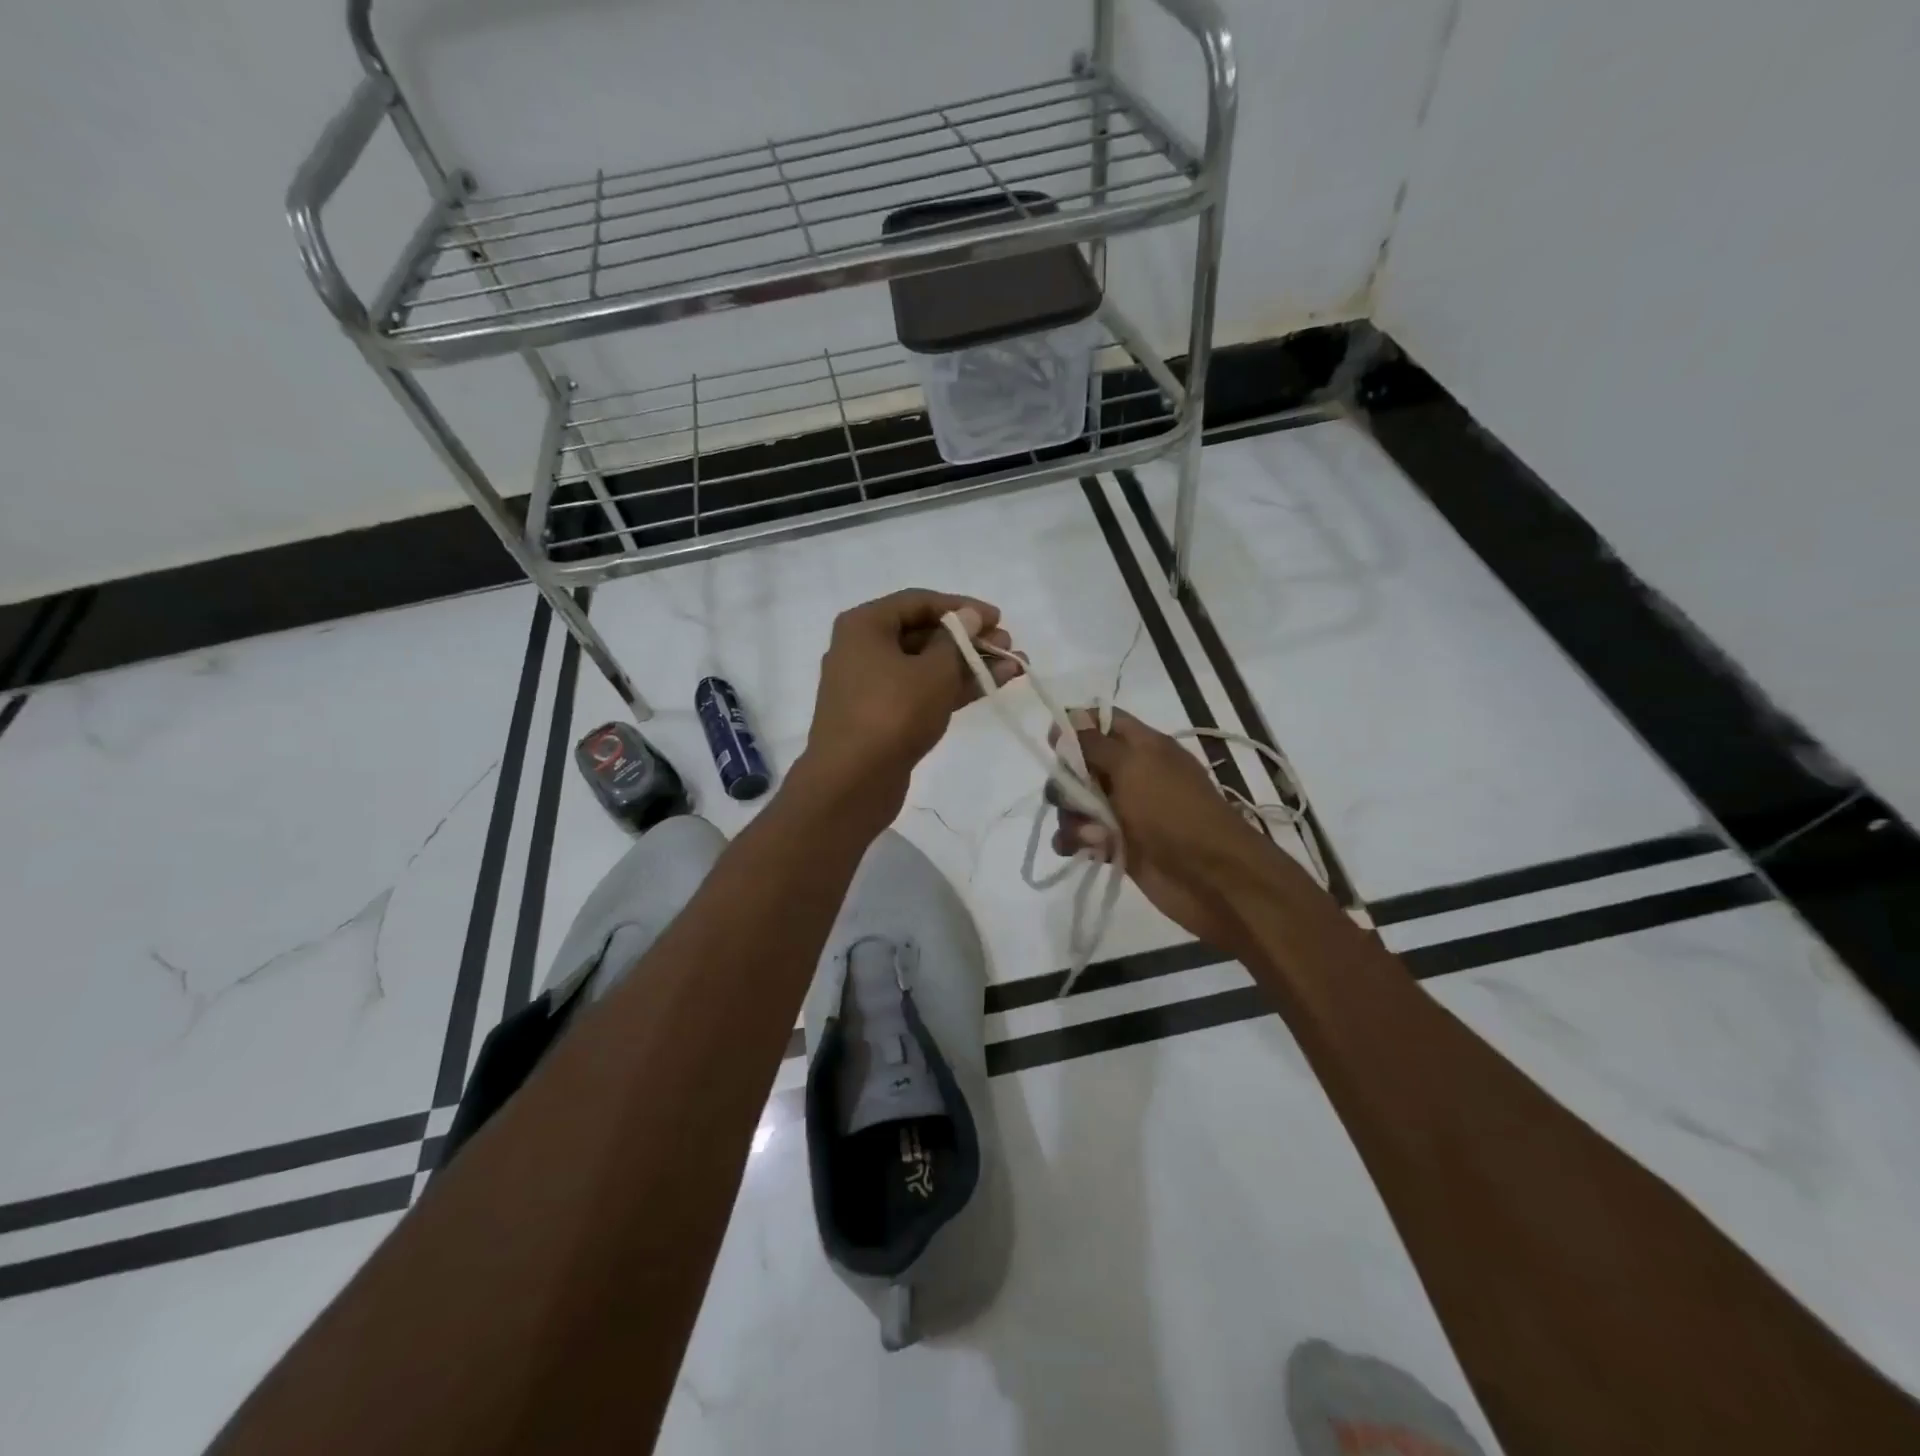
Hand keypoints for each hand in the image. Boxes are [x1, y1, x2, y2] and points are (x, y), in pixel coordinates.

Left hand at [798, 589, 1021, 824]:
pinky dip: (955, 687)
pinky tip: (994, 685)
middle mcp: (863, 649)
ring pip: (927, 666)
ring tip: (1014, 666)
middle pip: (924, 634)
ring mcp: (872, 685)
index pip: (919, 602)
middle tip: (1007, 646)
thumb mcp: (933, 671)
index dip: (962, 607)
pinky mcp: (883, 716)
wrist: (852, 783)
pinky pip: (922, 691)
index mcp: (865, 626)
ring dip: (969, 664)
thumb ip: (957, 640)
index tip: (998, 619)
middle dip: (969, 639)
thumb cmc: (892, 713)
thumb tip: (969, 617)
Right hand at [1048, 708, 1273, 952]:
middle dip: (1066, 780)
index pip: (1102, 722)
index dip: (1075, 726)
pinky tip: (1080, 849)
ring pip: (1076, 803)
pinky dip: (1074, 841)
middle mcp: (1131, 775)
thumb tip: (1065, 719)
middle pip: (1080, 765)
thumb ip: (1094, 743)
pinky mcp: (1116, 846)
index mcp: (1143, 747)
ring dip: (1071, 816)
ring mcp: (1123, 812)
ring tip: (1090, 835)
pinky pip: (1080, 836)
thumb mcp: (1134, 766)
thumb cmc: (1174, 811)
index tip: (1052, 741)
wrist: (1210, 877)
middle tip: (1074, 796)